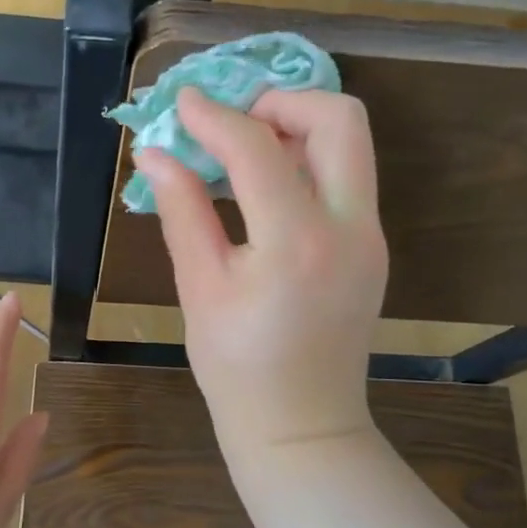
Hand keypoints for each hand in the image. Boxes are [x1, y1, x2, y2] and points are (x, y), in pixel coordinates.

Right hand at [137, 87, 387, 458]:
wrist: (302, 427)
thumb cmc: (238, 369)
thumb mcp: (200, 288)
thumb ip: (181, 211)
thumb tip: (154, 153)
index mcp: (296, 242)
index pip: (257, 148)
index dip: (214, 116)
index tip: (182, 103)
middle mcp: (349, 228)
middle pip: (339, 119)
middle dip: (282, 101)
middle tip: (233, 120)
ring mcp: (370, 237)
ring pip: (350, 145)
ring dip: (298, 127)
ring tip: (243, 150)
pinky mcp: (372, 248)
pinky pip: (346, 179)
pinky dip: (308, 162)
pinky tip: (265, 187)